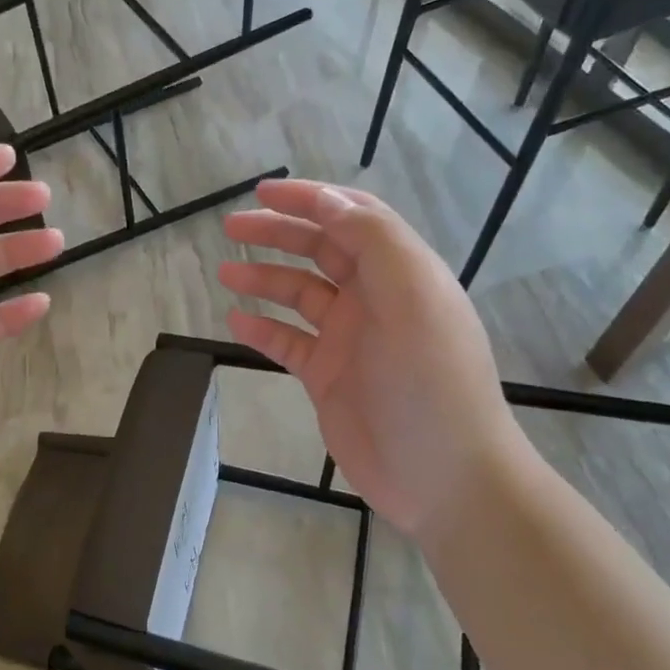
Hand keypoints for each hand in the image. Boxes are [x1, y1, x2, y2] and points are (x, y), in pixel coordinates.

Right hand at [219, 180, 527, 533]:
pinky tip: (236, 321)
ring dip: (264, 278)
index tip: (264, 191)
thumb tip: (329, 202)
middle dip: (278, 233)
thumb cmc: (430, 381)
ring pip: (300, 294)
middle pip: (321, 250)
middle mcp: (375, 298)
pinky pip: (288, 342)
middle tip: (232, 226)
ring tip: (225, 272)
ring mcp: (350, 339)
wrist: (444, 477)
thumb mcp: (413, 298)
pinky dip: (263, 329)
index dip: (311, 199)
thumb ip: (373, 242)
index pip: (354, 218)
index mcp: (401, 272)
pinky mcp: (329, 377)